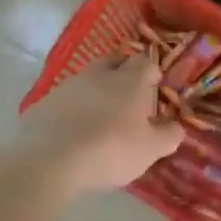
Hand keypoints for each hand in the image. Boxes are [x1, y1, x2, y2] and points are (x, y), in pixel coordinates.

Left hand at [14, 55, 183, 195]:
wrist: (49, 159)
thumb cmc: (110, 149)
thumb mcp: (150, 149)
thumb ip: (168, 136)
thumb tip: (176, 127)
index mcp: (129, 80)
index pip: (145, 62)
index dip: (152, 71)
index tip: (156, 86)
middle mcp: (99, 75)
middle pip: (114, 61)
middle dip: (123, 72)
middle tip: (129, 95)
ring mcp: (68, 86)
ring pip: (87, 79)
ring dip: (96, 91)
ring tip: (100, 116)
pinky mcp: (44, 103)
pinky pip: (65, 99)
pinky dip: (73, 109)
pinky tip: (74, 130)